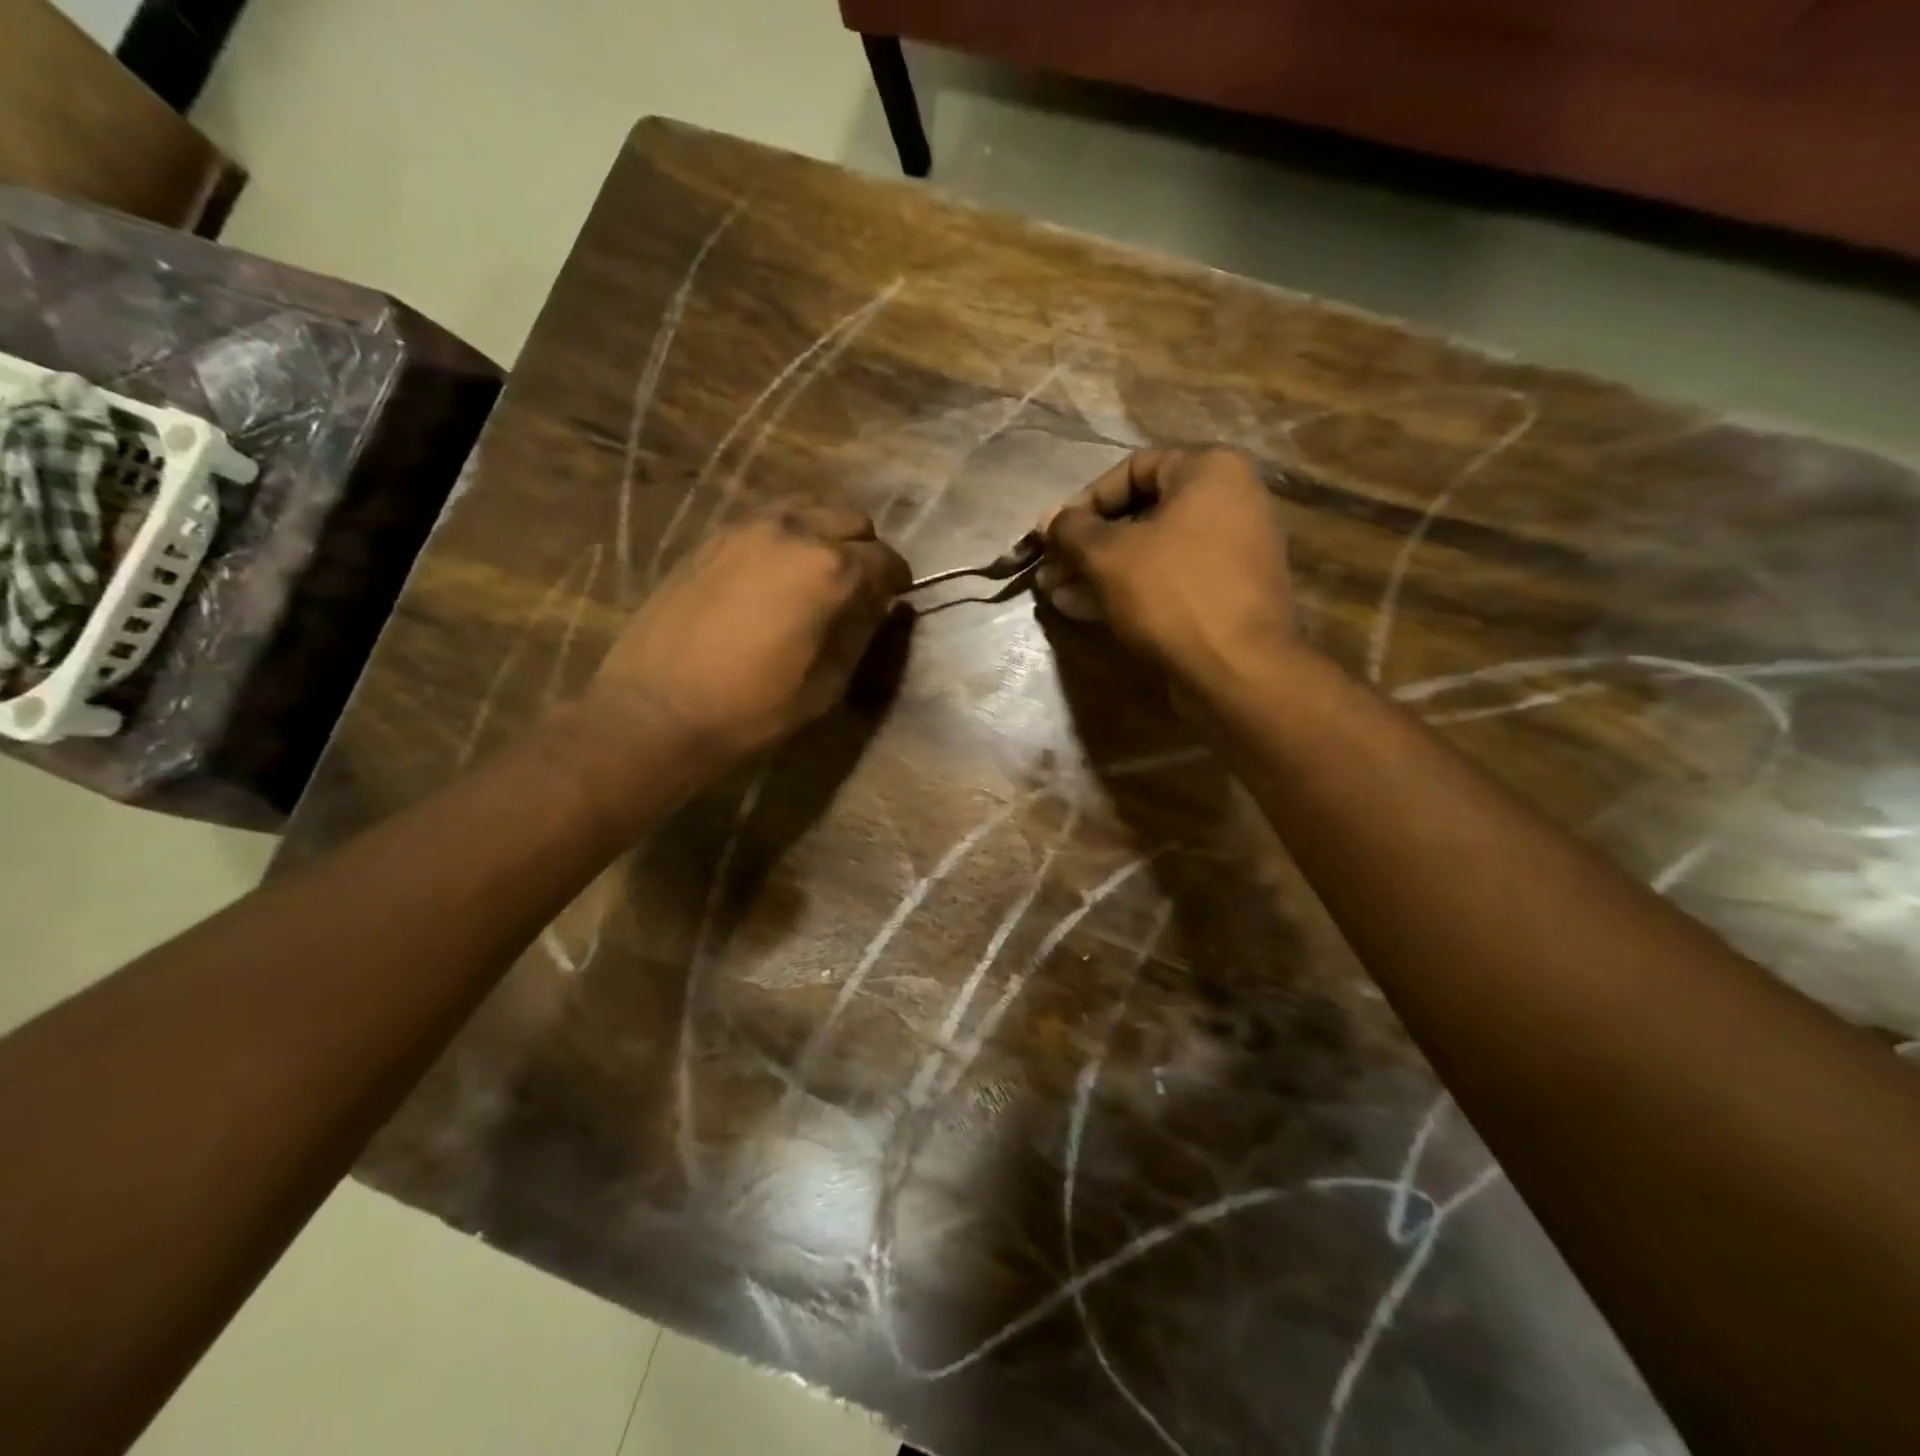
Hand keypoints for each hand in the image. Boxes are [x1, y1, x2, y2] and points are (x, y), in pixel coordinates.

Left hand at [585, 501, 909, 770]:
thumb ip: (861, 633)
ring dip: (826, 532)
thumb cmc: (753, 708)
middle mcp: (794, 532)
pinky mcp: (713, 535)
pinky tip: (778, 567)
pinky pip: (769, 517)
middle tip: (860, 585)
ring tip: (819, 570)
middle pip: (851, 519)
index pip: (885, 559)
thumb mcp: (828, 683)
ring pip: (809, 507)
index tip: (895, 598)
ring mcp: (748, 527)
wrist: (657, 709)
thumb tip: (878, 605)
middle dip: (865, 549)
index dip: (897, 580)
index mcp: (830, 570)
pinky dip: (789, 532)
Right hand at [1038, 448, 1294, 688]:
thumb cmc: (1172, 594)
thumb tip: (1049, 519)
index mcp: (1211, 471)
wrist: (1237, 669)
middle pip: (1142, 514)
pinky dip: (1130, 590)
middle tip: (1051, 569)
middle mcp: (1230, 502)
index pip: (1134, 468)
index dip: (1085, 500)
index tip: (1055, 533)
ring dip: (1101, 571)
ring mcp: (1233, 552)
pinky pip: (1171, 580)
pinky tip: (1085, 610)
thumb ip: (1072, 530)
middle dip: (1089, 545)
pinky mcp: (1226, 595)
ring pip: (1152, 552)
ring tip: (1057, 594)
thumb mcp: (1108, 556)